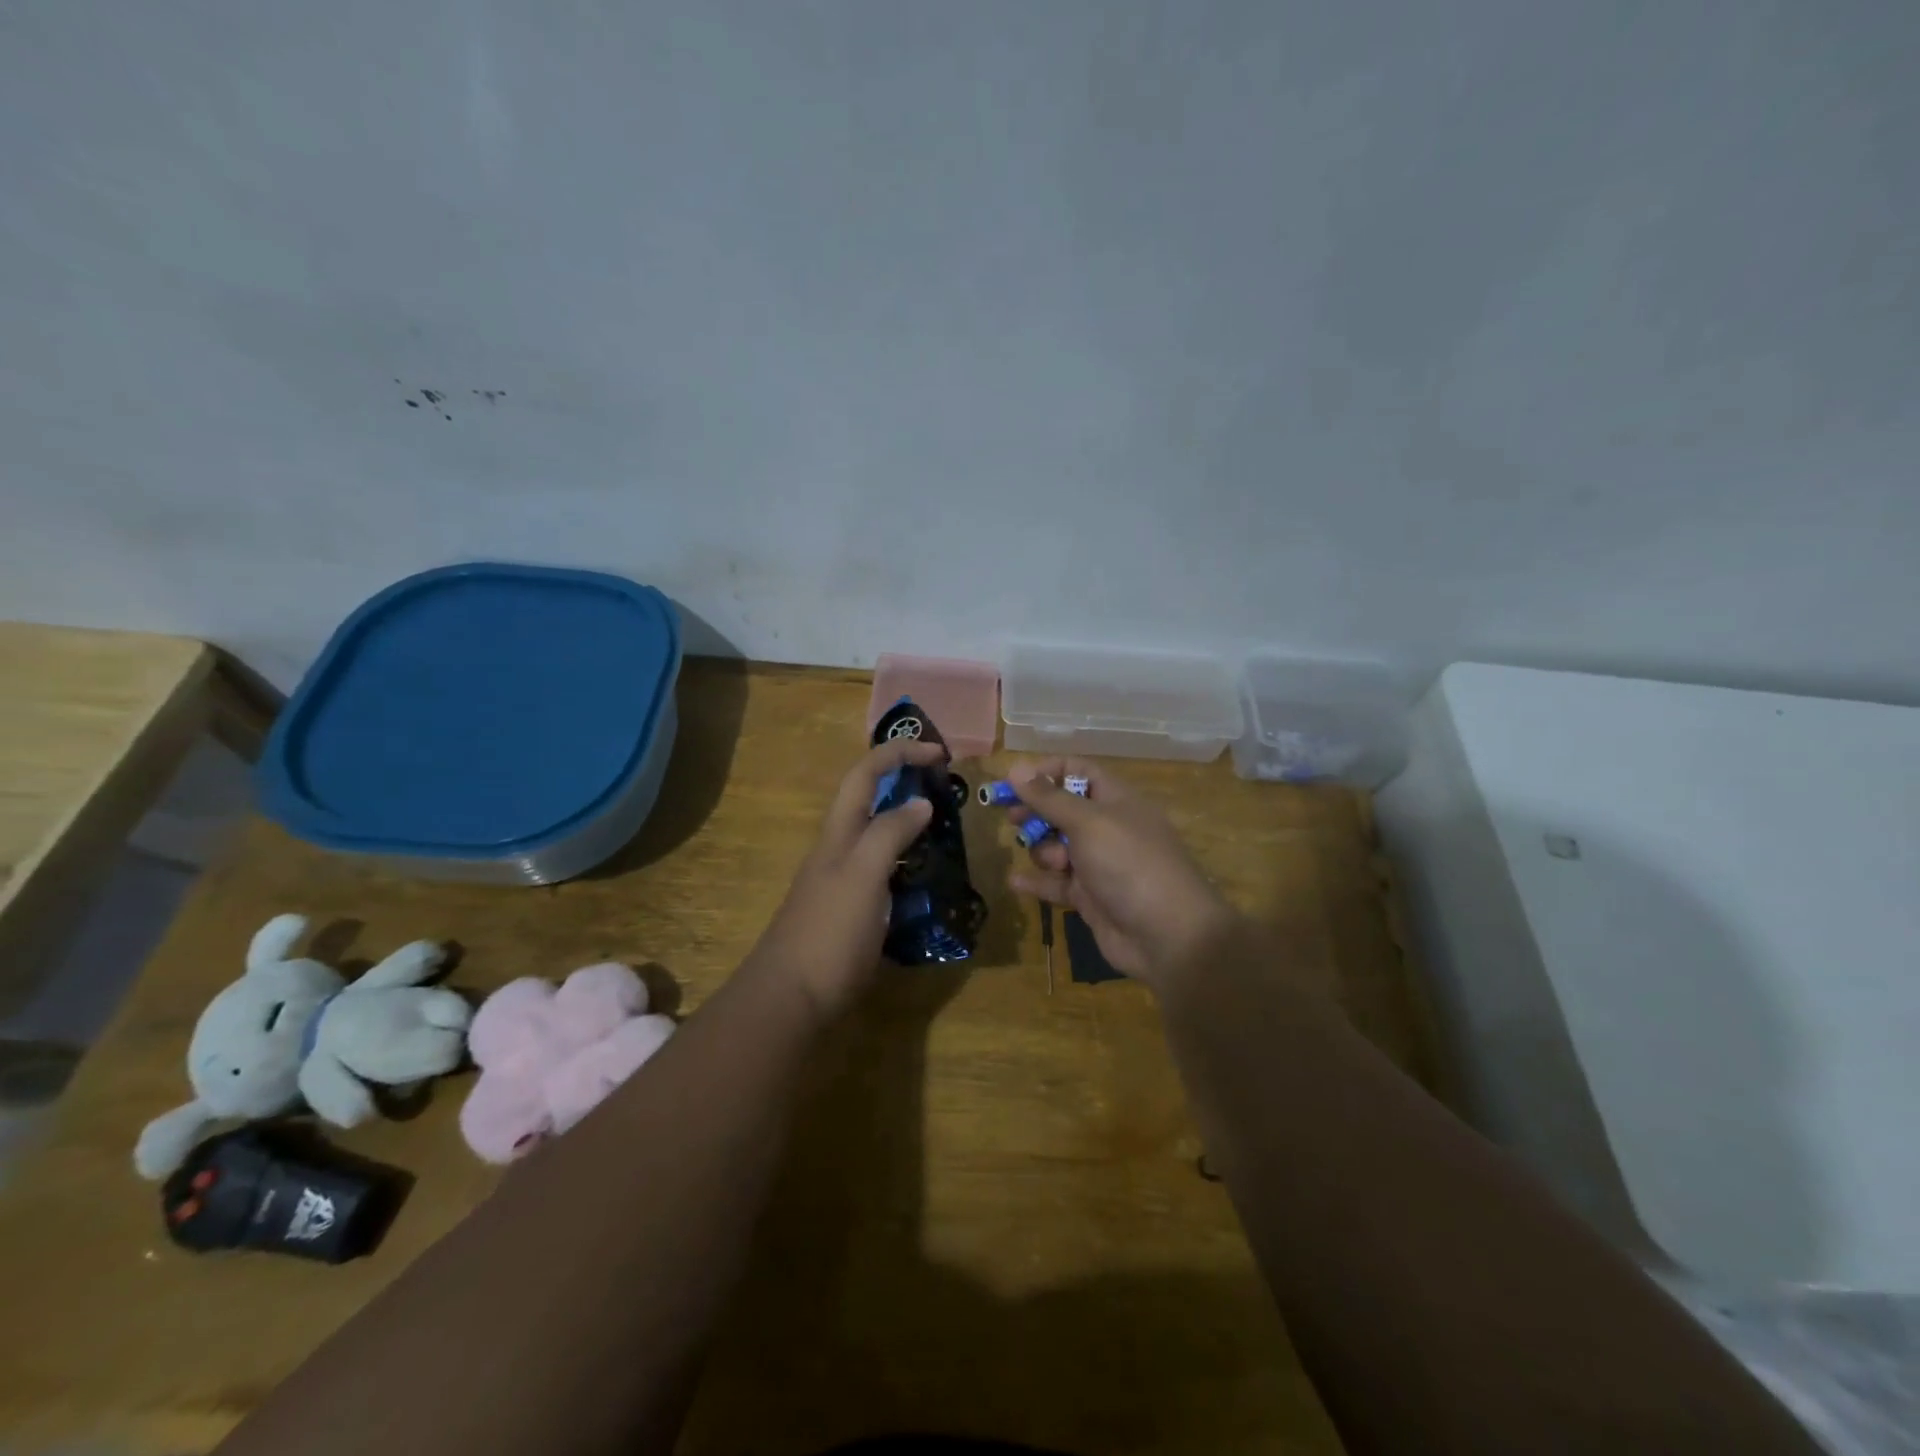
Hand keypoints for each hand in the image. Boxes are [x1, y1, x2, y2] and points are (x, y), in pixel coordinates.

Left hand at [748, 738, 944, 1021]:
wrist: (790, 998)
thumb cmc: (829, 932)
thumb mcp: (863, 875)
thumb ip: (889, 833)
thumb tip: (920, 802)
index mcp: (839, 832)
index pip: (866, 773)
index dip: (899, 753)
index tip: (940, 754)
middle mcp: (839, 848)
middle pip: (870, 799)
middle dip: (905, 782)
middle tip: (946, 790)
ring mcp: (843, 880)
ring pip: (878, 835)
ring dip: (909, 823)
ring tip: (946, 832)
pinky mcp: (852, 910)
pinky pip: (884, 871)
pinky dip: (908, 862)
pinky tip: (928, 879)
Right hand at [1005, 759, 1241, 989]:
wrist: (1167, 935)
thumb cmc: (1129, 864)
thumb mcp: (1088, 823)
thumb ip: (1048, 798)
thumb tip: (1015, 767)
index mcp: (1117, 800)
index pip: (1079, 771)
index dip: (1047, 772)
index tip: (1015, 781)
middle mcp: (1109, 828)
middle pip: (1063, 809)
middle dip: (1036, 812)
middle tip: (1012, 817)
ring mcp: (1100, 864)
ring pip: (1058, 847)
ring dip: (1043, 850)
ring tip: (1053, 863)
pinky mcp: (1091, 897)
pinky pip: (1057, 883)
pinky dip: (1038, 881)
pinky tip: (1016, 881)